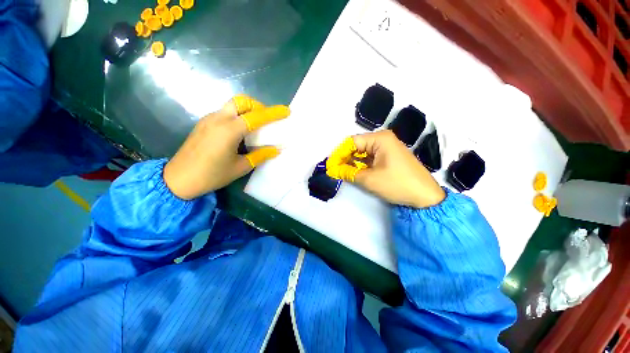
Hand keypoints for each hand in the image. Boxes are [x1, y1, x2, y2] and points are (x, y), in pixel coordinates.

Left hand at [164, 95, 289, 199]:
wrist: (178, 179)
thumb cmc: (212, 175)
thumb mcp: (240, 167)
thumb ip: (260, 155)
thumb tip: (275, 150)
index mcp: (229, 130)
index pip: (256, 117)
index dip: (273, 113)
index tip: (286, 111)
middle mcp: (218, 119)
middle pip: (241, 101)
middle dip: (257, 106)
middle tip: (267, 119)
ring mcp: (209, 119)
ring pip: (232, 105)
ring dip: (247, 110)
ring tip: (257, 126)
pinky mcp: (204, 123)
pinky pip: (225, 113)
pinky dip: (237, 116)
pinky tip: (241, 132)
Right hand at [327, 130, 444, 207]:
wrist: (425, 197)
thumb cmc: (397, 184)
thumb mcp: (369, 179)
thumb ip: (348, 173)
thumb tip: (333, 170)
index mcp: (380, 139)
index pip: (352, 142)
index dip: (339, 153)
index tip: (330, 164)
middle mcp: (383, 140)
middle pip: (357, 146)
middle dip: (345, 158)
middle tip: (334, 169)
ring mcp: (387, 148)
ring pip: (363, 153)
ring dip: (352, 162)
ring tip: (341, 171)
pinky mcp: (389, 158)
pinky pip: (370, 158)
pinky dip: (361, 165)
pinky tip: (353, 171)